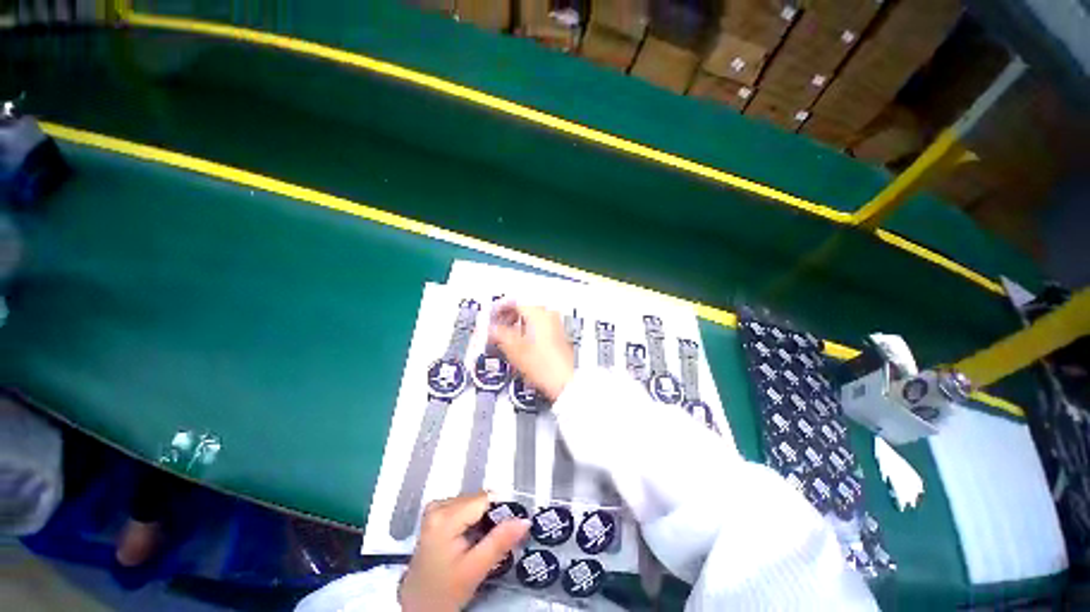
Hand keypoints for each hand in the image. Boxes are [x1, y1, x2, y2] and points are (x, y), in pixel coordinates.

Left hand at [399, 492, 529, 611]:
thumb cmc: (444, 591)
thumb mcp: (475, 569)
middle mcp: (439, 505)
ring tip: (482, 543)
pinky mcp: (434, 515)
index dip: (501, 511)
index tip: (511, 528)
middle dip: (491, 517)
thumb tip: (525, 520)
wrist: (416, 607)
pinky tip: (471, 538)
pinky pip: (463, 507)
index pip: (485, 499)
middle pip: (478, 499)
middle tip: (495, 541)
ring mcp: (435, 509)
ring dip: (482, 518)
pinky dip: (472, 519)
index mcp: (446, 516)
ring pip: (472, 502)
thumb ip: (500, 541)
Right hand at [489, 302, 574, 401]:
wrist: (565, 380)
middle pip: (524, 305)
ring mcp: (555, 323)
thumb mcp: (515, 349)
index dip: (499, 307)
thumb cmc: (546, 366)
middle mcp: (549, 314)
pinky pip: (539, 323)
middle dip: (508, 314)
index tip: (491, 315)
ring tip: (507, 334)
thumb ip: (499, 334)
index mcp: (538, 313)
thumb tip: (490, 329)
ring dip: (517, 321)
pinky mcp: (557, 333)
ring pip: (531, 314)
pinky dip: (527, 327)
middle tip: (497, 324)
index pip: (514, 300)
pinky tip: (521, 339)